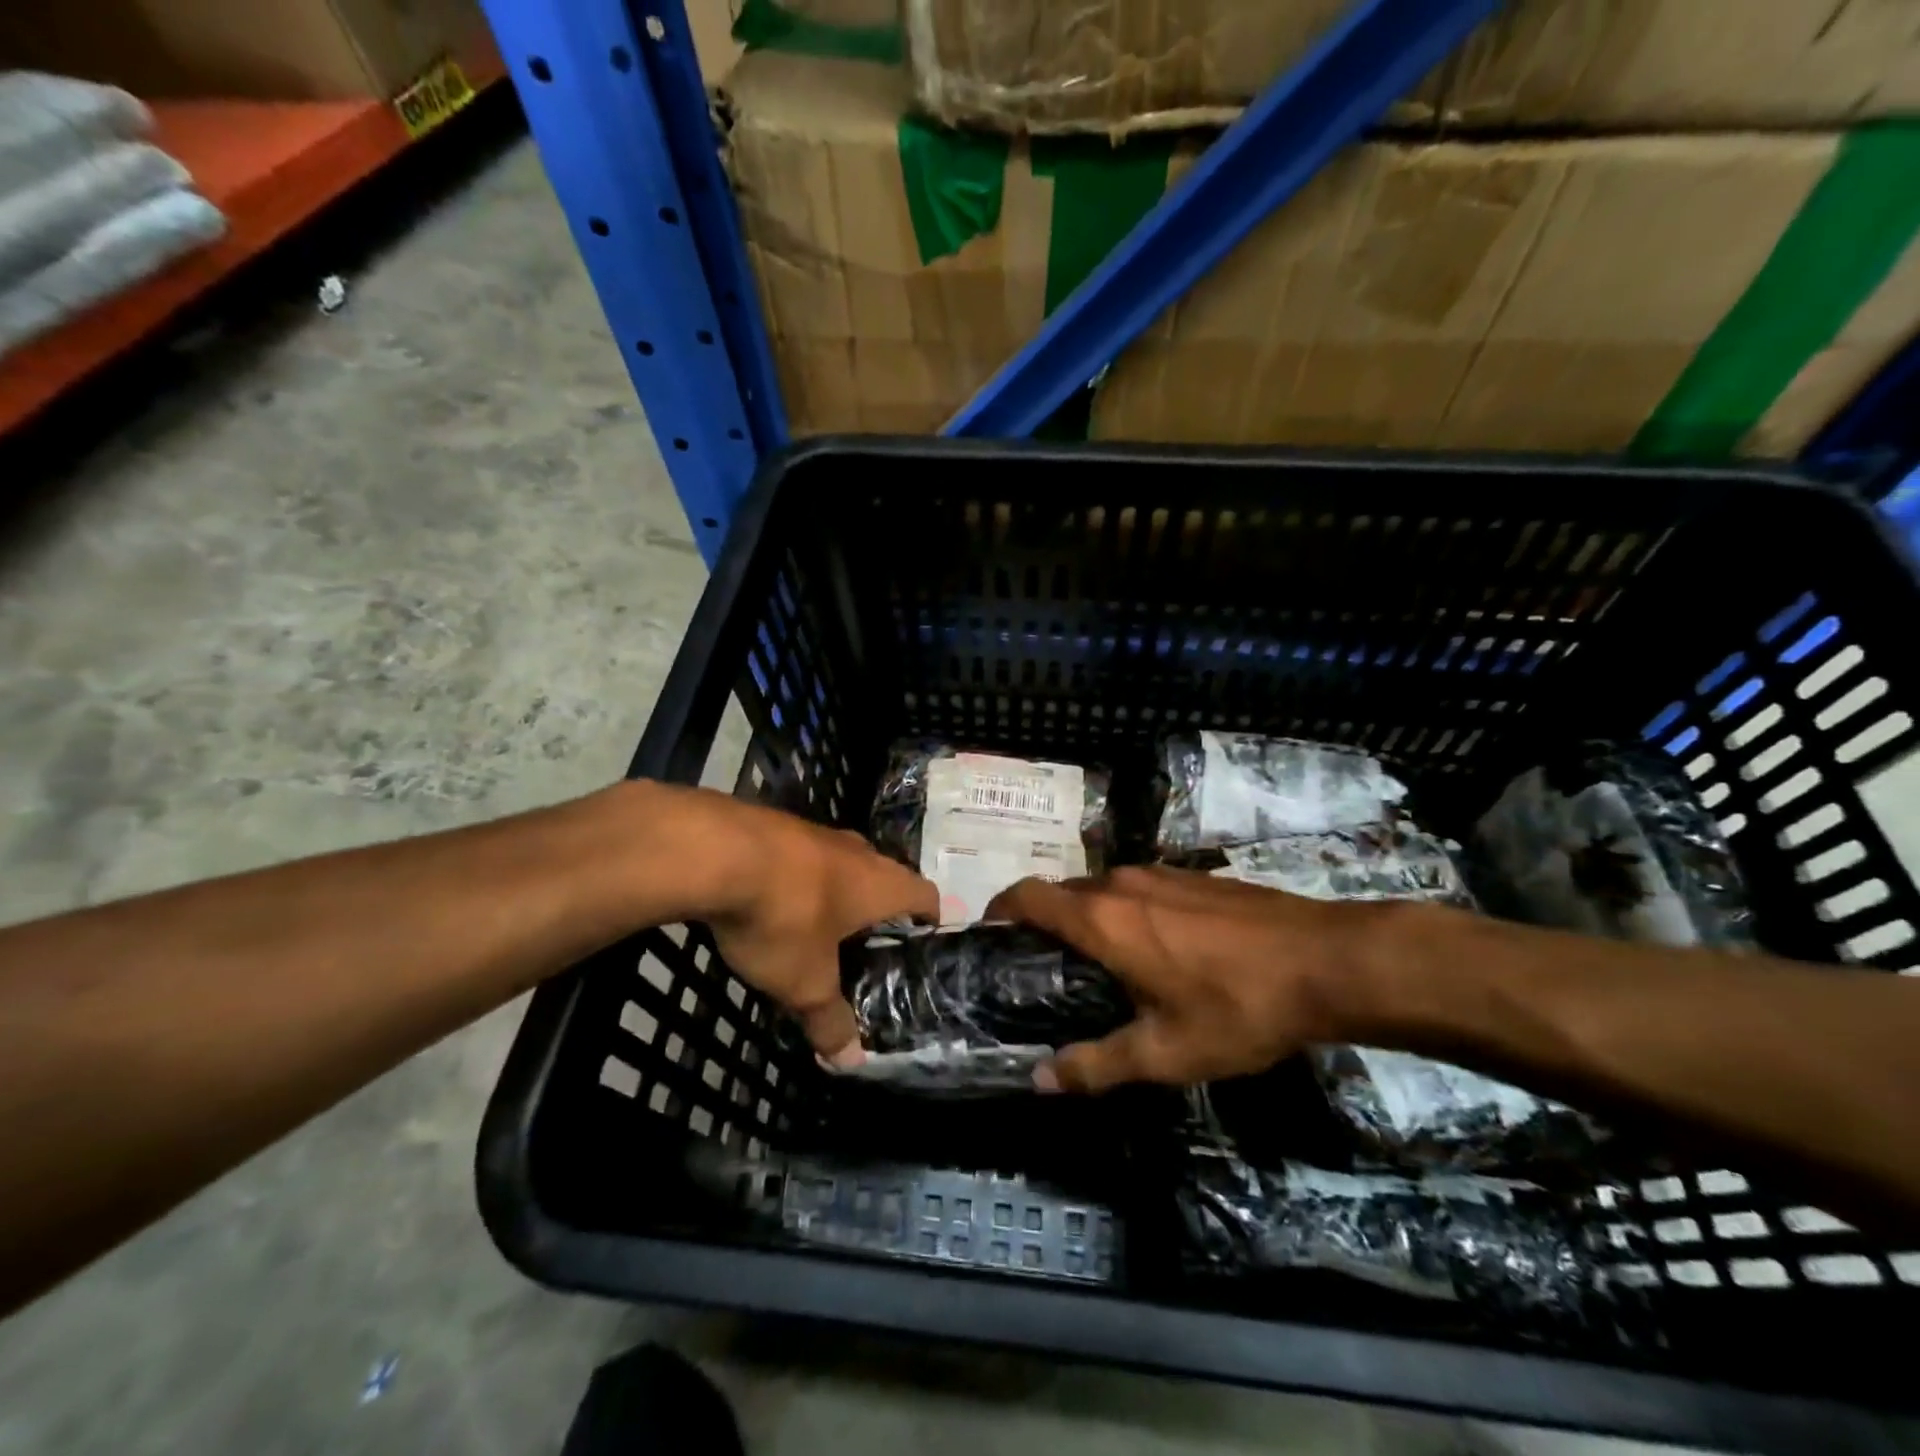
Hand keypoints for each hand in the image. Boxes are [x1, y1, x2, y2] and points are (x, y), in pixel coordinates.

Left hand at [684, 790, 936, 1059]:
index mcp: (880, 884)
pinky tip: (775, 899)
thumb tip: (850, 1060)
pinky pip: (801, 855)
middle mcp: (857, 852)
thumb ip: (829, 1019)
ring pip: (841, 862)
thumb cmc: (784, 918)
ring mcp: (816, 832)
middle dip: (879, 904)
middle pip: (884, 874)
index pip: (924, 893)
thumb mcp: (805, 982)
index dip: (928, 916)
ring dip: (836, 888)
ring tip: (820, 923)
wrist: (719, 851)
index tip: (922, 937)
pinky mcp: (777, 825)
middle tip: (867, 940)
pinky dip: (798, 877)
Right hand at [985, 867, 1380, 1091]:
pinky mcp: (1194, 877)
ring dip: (1088, 918)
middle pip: (1062, 893)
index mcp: (1102, 919)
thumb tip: (1041, 1079)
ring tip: (1099, 965)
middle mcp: (1122, 883)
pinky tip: (1156, 951)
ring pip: (1102, 889)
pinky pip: (1139, 889)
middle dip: (1044, 923)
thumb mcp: (1166, 1052)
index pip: (1028, 896)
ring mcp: (1161, 874)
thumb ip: (1097, 1065)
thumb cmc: (1237, 1007)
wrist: (1327, 961)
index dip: (999, 909)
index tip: (989, 936)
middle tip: (1044, 969)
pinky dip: (1125, 912)